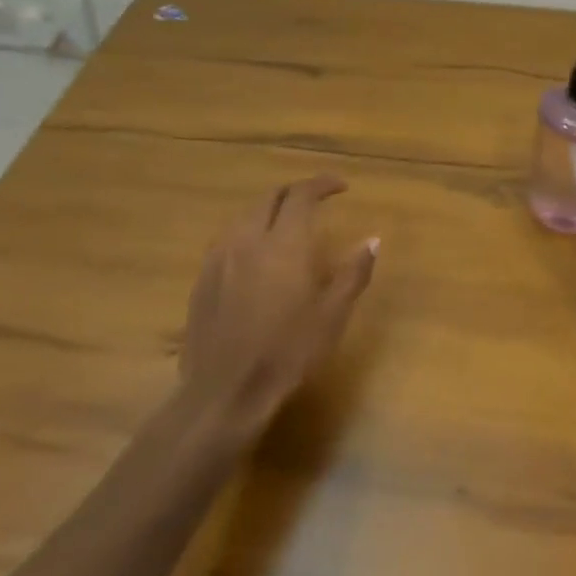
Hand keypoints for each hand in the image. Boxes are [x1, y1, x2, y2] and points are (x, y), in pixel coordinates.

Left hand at [177, 174, 378, 437]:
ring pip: (245, 216)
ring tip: (287, 225)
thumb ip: (353, 272)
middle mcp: (248, 240)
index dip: (322, 184)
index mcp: (283, 244)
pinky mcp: (203, 278)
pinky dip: (249, 232)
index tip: (341, 187)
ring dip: (269, 210)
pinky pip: (228, 239)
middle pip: (270, 198)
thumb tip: (372, 240)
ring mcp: (219, 258)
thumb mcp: (332, 315)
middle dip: (295, 192)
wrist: (225, 391)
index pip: (302, 195)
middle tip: (316, 201)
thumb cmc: (288, 352)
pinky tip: (256, 255)